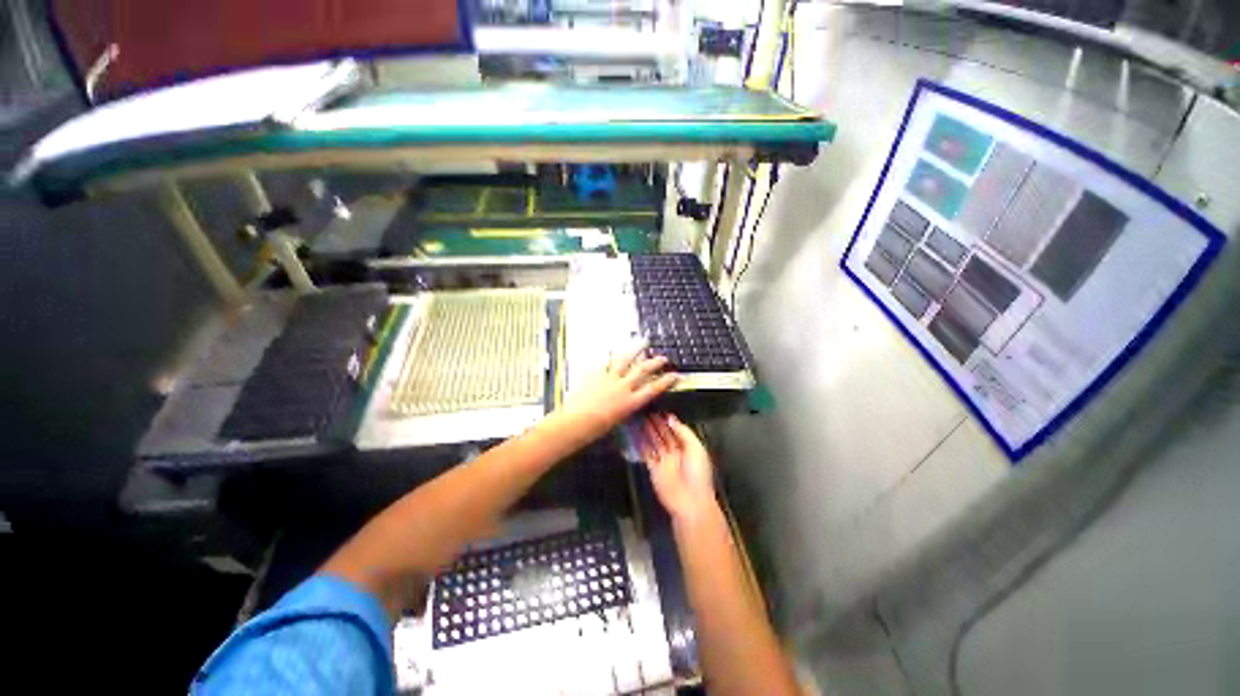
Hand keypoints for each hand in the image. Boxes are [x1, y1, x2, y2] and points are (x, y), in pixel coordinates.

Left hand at [556, 345, 679, 443]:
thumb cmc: (595, 429)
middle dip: (655, 363)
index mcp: (630, 403)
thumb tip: (626, 404)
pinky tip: (612, 351)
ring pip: (625, 360)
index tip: (675, 375)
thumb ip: (624, 409)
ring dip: (636, 350)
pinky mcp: (596, 374)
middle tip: (663, 358)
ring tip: (643, 342)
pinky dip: (609, 357)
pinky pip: (604, 363)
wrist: (575, 423)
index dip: (666, 381)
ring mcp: (609, 379)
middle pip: (642, 371)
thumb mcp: (616, 422)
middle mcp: (623, 388)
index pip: (653, 389)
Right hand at [640, 413, 717, 523]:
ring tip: (639, 418)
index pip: (676, 430)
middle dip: (656, 424)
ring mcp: (663, 460)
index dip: (667, 420)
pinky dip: (641, 444)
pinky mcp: (653, 468)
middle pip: (663, 435)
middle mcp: (675, 452)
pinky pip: (646, 453)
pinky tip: (635, 434)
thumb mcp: (696, 448)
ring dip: (647, 431)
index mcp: (688, 447)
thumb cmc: (697, 473)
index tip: (658, 409)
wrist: (689, 501)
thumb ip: (683, 431)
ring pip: (654, 442)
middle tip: (645, 410)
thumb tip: (670, 418)